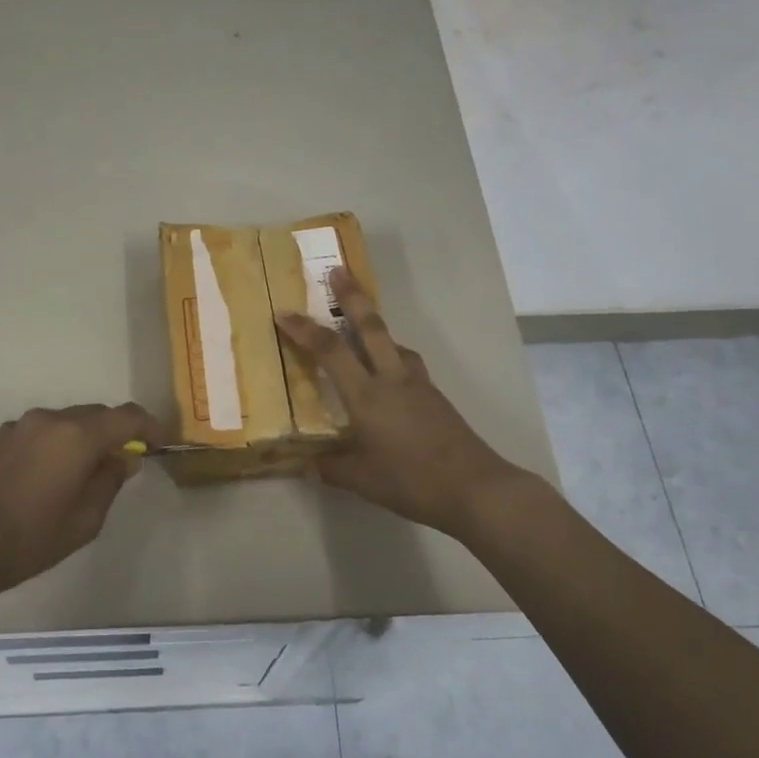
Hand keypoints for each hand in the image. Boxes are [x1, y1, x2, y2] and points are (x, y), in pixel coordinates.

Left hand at [0, 402, 162, 606]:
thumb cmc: (30, 540)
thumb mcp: (85, 519)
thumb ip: (110, 480)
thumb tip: (124, 458)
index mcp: (77, 436)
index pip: (127, 417)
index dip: (151, 427)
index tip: (161, 444)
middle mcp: (50, 419)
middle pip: (97, 414)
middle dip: (118, 432)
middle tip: (126, 462)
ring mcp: (21, 425)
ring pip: (69, 420)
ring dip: (87, 437)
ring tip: (88, 471)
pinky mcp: (0, 437)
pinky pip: (44, 430)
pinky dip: (60, 442)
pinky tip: (52, 475)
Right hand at [275, 269, 525, 537]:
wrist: (475, 487)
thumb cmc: (411, 482)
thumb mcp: (361, 480)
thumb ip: (331, 467)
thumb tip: (308, 463)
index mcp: (367, 396)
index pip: (330, 351)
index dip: (304, 329)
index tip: (283, 312)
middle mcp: (392, 380)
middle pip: (370, 327)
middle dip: (353, 296)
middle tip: (339, 270)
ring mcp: (418, 385)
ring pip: (393, 342)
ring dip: (376, 325)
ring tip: (361, 323)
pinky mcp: (435, 396)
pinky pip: (407, 363)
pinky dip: (392, 354)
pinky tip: (389, 372)